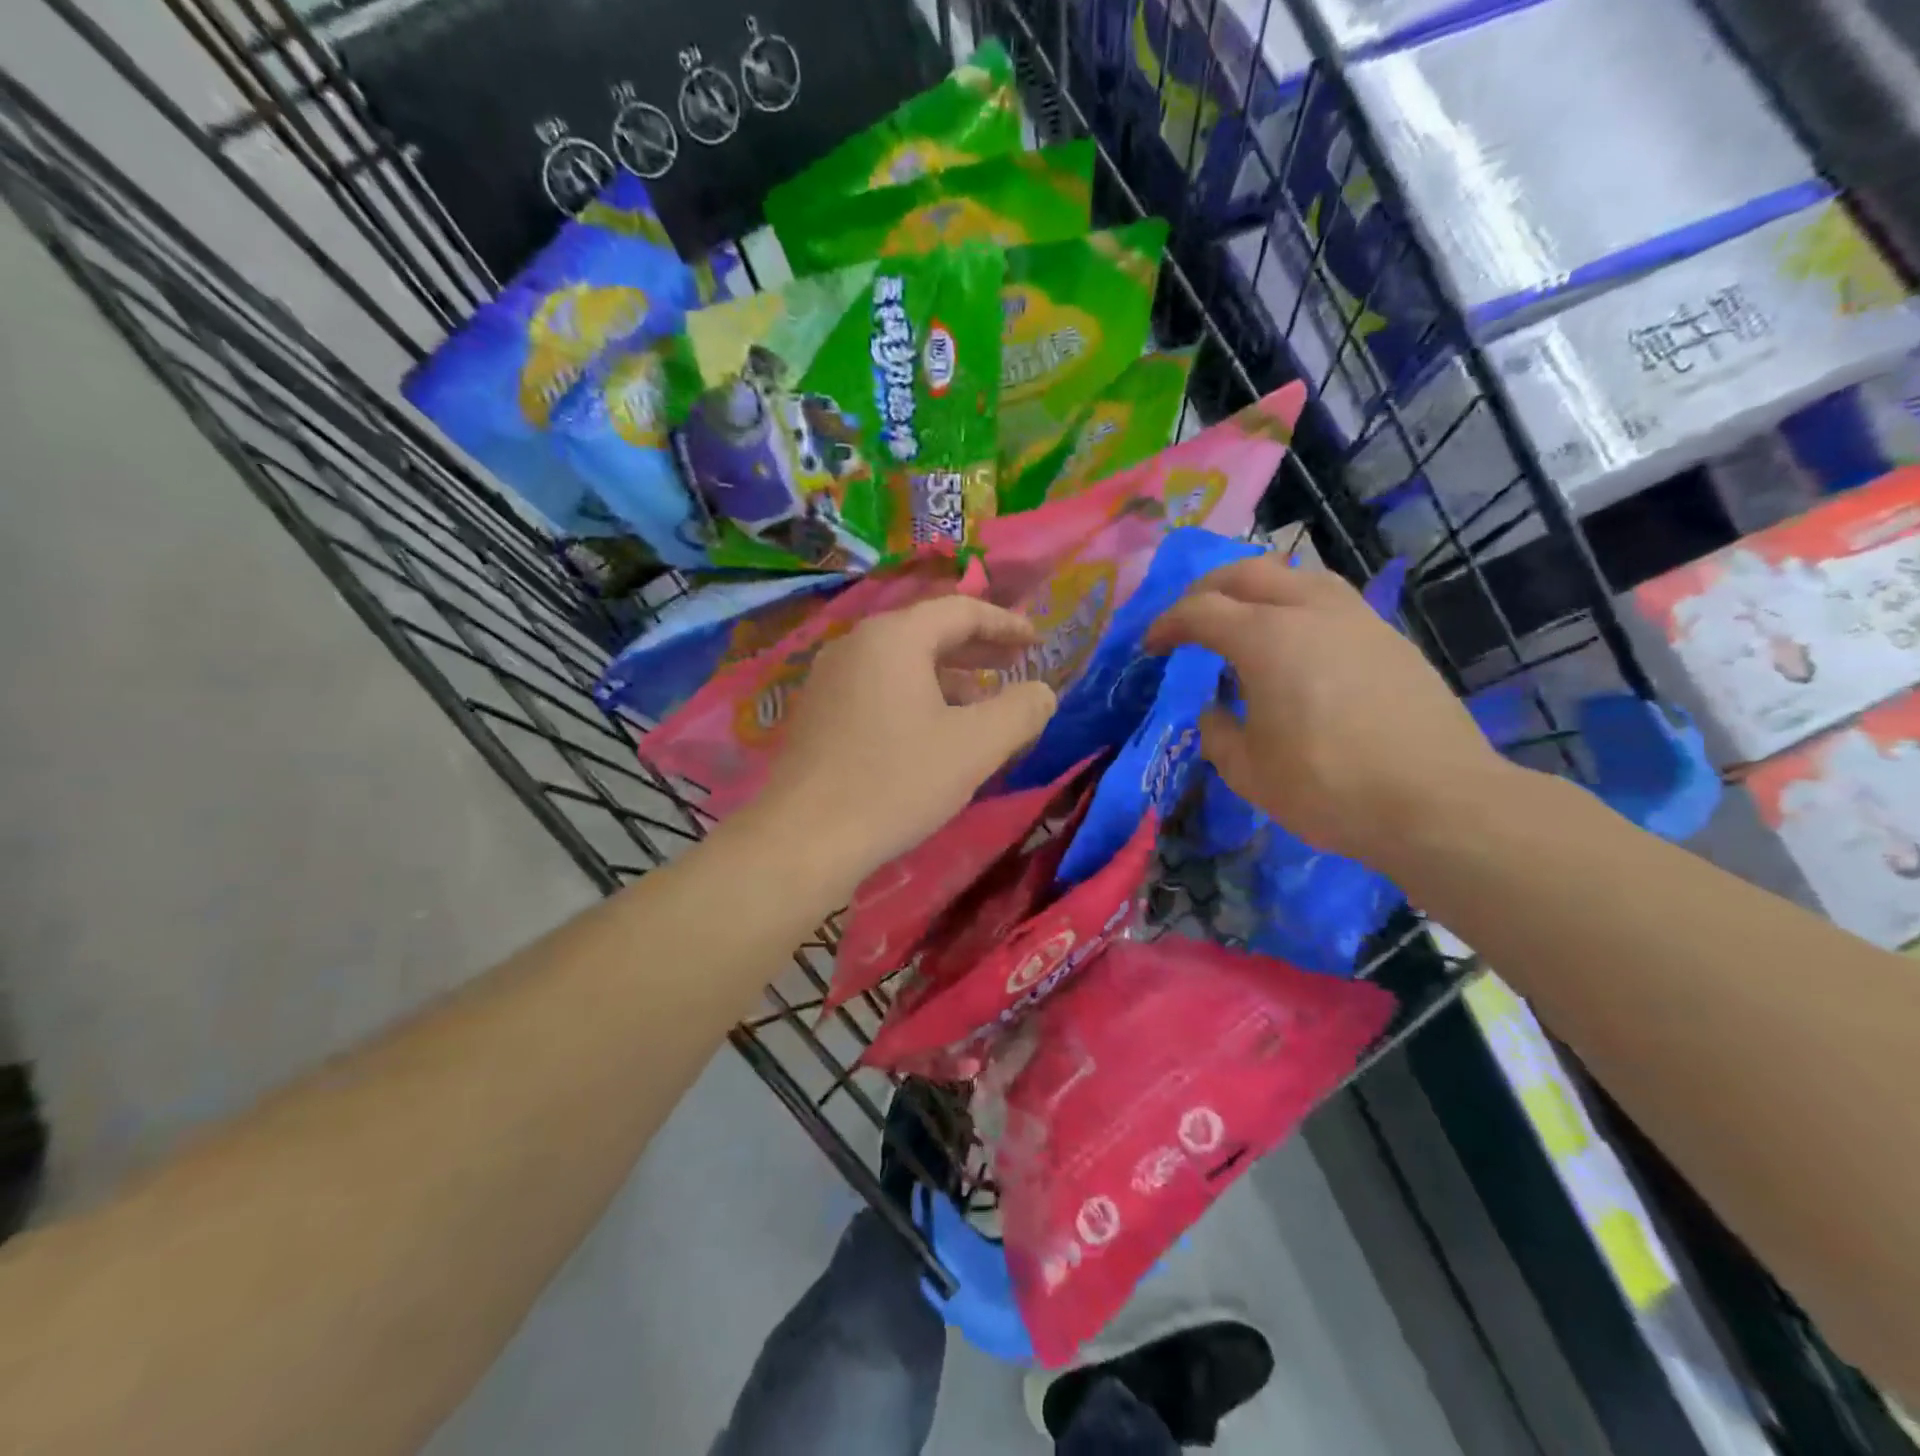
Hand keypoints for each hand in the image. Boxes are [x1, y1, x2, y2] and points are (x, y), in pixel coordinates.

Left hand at [755, 596, 1058, 878]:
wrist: (804, 838)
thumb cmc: (896, 782)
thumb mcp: (974, 747)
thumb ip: (1020, 711)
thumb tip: (1042, 691)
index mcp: (894, 638)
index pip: (960, 610)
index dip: (1005, 623)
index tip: (1036, 640)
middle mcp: (856, 644)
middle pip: (927, 631)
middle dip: (976, 648)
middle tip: (1013, 665)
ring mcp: (829, 677)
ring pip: (901, 662)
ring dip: (946, 676)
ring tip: (980, 704)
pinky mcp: (817, 710)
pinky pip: (878, 686)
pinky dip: (915, 695)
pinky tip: (930, 730)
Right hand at [1146, 557, 1512, 870]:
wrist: (1437, 802)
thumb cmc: (1327, 786)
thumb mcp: (1247, 770)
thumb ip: (1218, 732)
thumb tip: (1216, 711)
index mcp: (1266, 637)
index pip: (1201, 611)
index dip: (1167, 624)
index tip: (1152, 647)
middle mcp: (1311, 611)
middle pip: (1248, 573)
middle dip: (1208, 590)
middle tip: (1190, 619)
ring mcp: (1358, 620)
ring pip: (1298, 576)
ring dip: (1259, 588)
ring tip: (1246, 619)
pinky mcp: (1391, 639)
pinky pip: (1332, 602)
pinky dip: (1298, 608)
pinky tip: (1299, 645)